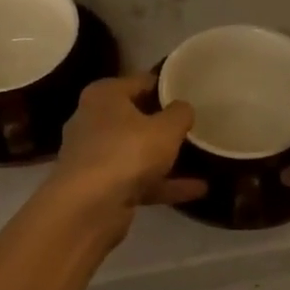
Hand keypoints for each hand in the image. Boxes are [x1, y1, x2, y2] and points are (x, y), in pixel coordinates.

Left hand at [49, 72, 205, 219]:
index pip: (140, 82)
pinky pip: (137, 179)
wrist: (88, 207)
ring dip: (166, 158)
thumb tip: (183, 108)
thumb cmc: (127, 152)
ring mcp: (94, 156)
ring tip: (201, 158)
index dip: (166, 87)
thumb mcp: (166, 128)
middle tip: (195, 125)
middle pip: (136, 117)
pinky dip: (163, 184)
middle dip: (164, 124)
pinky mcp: (99, 187)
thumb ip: (180, 113)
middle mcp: (93, 120)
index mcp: (104, 96)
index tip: (191, 95)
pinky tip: (198, 190)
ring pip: (136, 152)